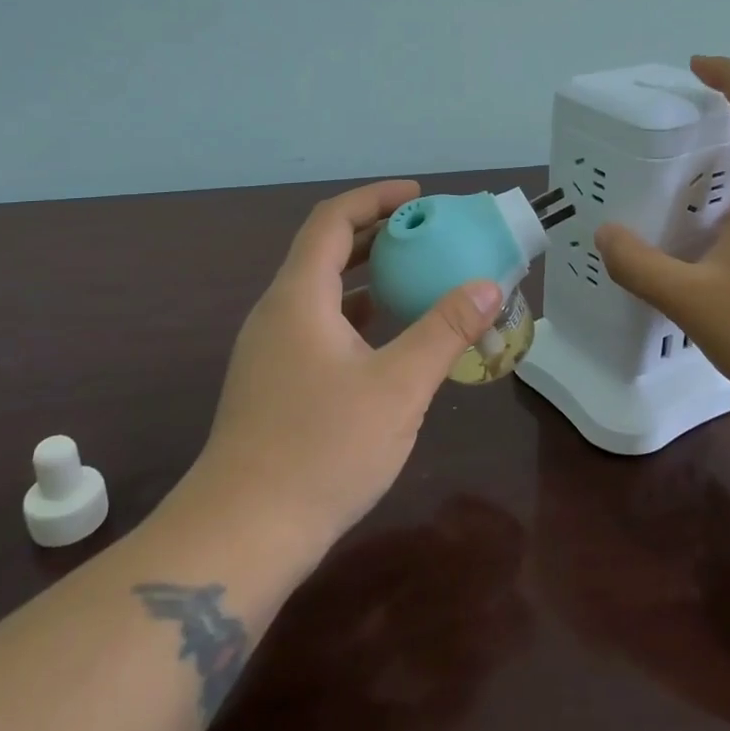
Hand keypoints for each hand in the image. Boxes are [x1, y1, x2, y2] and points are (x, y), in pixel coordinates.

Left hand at [183, 180, 503, 553]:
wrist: (242, 533)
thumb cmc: (322, 450)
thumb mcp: (398, 387)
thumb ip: (444, 331)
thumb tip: (487, 286)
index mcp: (298, 298)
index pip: (332, 221)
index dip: (375, 199)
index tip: (420, 196)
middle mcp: (277, 314)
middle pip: (324, 252)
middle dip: (375, 234)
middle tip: (427, 234)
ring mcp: (270, 351)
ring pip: (320, 293)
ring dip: (365, 276)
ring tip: (414, 277)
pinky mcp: (273, 384)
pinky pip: (318, 326)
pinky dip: (355, 315)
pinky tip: (388, 339)